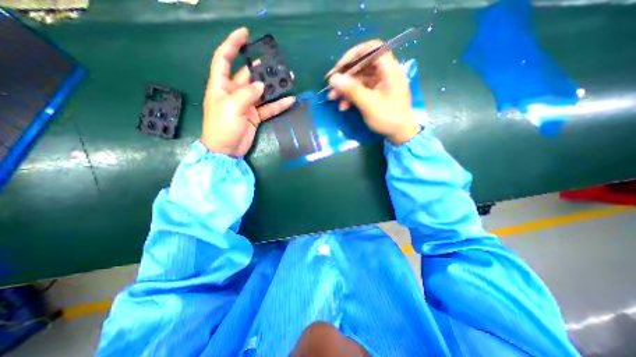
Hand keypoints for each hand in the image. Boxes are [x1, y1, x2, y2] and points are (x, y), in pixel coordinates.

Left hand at [200, 28, 294, 155]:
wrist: (226, 150)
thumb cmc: (222, 127)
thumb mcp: (231, 107)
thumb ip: (247, 94)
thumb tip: (261, 86)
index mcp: (221, 85)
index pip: (224, 59)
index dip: (232, 44)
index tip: (245, 33)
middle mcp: (234, 92)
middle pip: (248, 75)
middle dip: (261, 68)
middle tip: (277, 63)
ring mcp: (246, 105)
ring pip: (261, 92)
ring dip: (273, 87)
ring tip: (288, 80)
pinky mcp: (255, 116)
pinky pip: (268, 108)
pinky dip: (278, 105)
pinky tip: (289, 100)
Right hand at [328, 39, 421, 144]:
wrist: (400, 134)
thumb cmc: (388, 117)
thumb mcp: (368, 104)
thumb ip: (351, 90)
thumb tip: (333, 79)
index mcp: (389, 69)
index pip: (372, 48)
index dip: (354, 55)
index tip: (340, 67)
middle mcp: (385, 73)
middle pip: (362, 66)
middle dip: (345, 77)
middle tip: (331, 86)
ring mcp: (380, 84)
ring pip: (359, 80)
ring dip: (345, 88)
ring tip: (333, 98)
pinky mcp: (376, 94)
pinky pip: (361, 90)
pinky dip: (351, 96)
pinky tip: (343, 106)